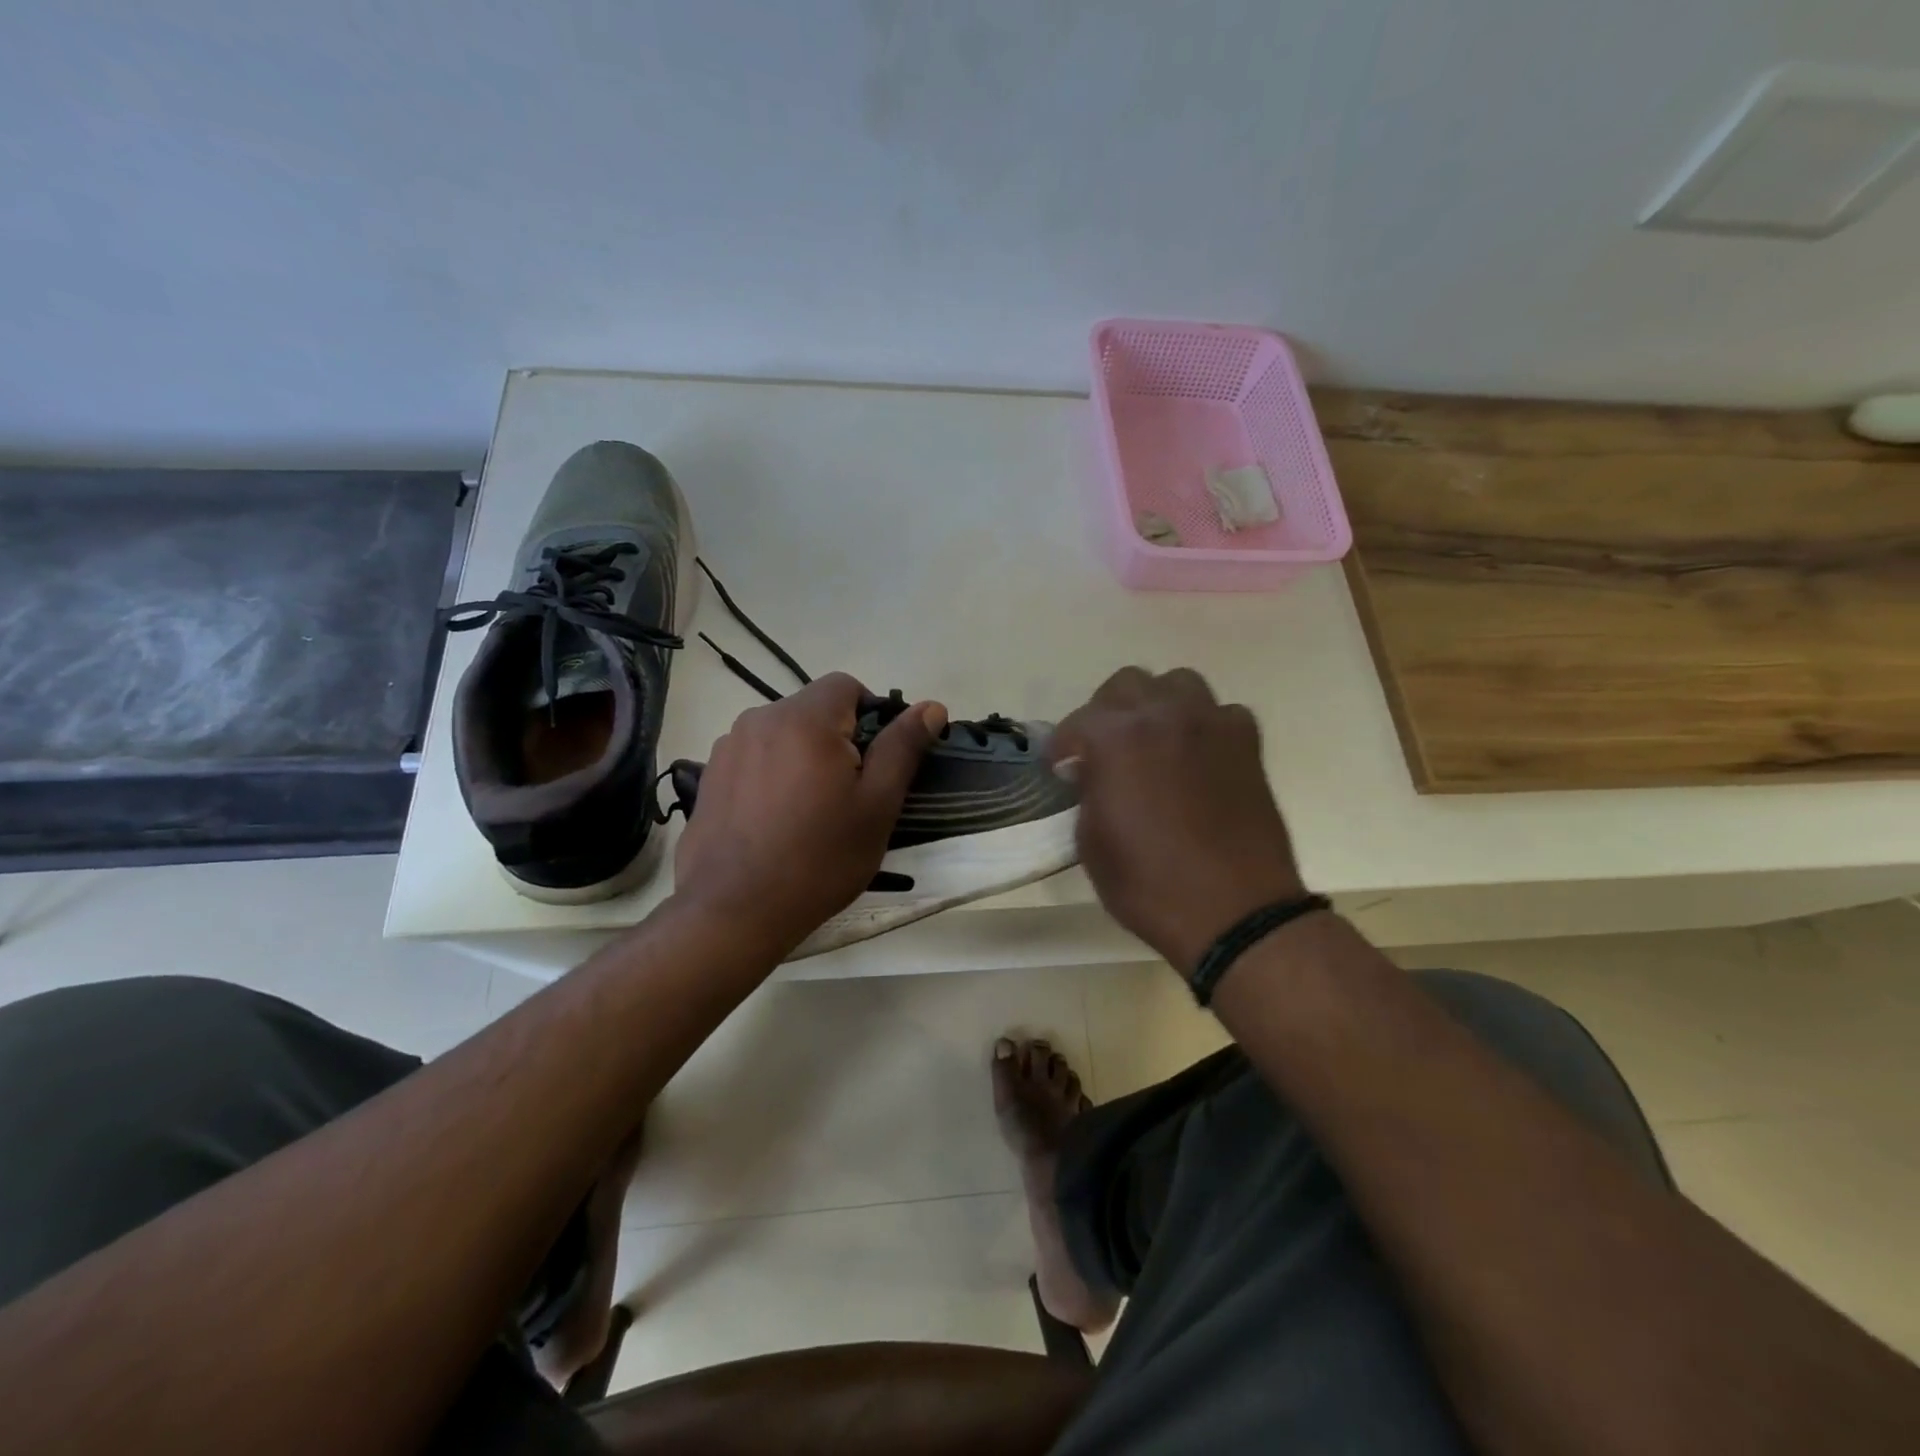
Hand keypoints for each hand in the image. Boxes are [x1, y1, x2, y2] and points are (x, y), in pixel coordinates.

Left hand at [672, 673, 946, 956]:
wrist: (734, 911)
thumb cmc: (819, 857)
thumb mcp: (877, 805)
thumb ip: (903, 747)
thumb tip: (932, 707)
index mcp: (805, 719)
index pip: (847, 686)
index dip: (871, 715)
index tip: (876, 762)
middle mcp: (760, 718)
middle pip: (813, 710)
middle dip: (837, 740)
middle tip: (848, 795)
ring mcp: (729, 747)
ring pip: (783, 734)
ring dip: (803, 756)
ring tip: (809, 811)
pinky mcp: (710, 775)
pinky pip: (755, 757)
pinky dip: (773, 774)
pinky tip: (774, 820)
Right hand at [1051, 667, 1306, 974]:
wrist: (1234, 912)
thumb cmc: (1149, 883)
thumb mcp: (1092, 842)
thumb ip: (1088, 791)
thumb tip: (1090, 771)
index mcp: (1116, 738)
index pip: (1077, 721)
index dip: (1062, 746)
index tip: (1060, 768)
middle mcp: (1163, 715)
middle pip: (1127, 684)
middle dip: (1107, 712)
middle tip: (1104, 749)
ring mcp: (1211, 724)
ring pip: (1178, 683)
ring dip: (1158, 705)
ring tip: (1153, 740)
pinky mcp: (1247, 744)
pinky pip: (1221, 712)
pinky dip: (1204, 726)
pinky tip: (1198, 756)